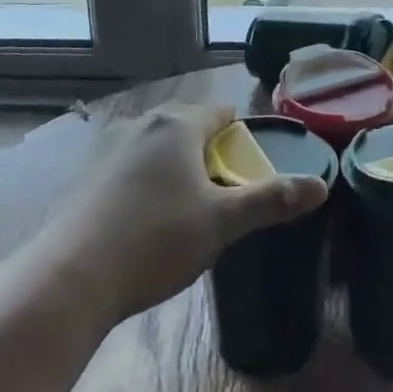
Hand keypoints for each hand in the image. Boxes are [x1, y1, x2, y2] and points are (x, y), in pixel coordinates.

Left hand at [45, 102, 328, 323]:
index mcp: (177, 125)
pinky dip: (149, 181)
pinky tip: (149, 220)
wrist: (70, 279)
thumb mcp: (222, 222)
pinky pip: (133, 165)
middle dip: (210, 151)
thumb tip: (321, 186)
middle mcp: (142, 125)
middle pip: (189, 126)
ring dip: (178, 167)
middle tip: (224, 192)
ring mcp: (110, 148)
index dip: (241, 136)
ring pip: (159, 146)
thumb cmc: (155, 240)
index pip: (222, 113)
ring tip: (189, 208)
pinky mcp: (89, 176)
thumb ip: (271, 200)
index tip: (250, 168)